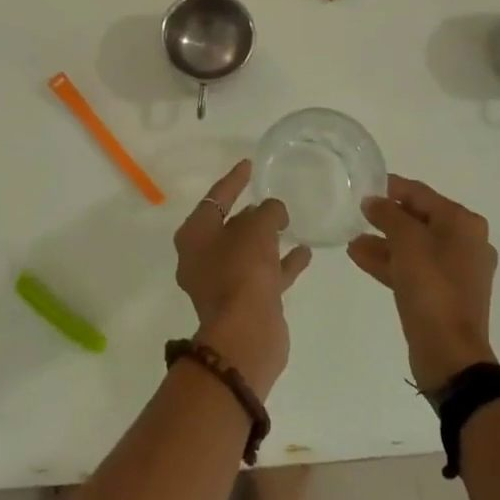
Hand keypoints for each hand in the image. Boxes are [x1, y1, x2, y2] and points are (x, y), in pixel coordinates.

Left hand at [174, 160, 312, 399]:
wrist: (246, 335)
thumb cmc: (243, 271)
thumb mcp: (257, 229)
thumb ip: (268, 211)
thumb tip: (273, 211)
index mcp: (195, 235)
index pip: (216, 198)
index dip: (234, 180)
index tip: (249, 164)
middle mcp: (202, 258)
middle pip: (228, 226)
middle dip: (250, 213)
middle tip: (272, 198)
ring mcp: (222, 284)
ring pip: (247, 252)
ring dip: (267, 238)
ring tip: (290, 222)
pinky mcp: (243, 304)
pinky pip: (263, 274)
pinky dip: (281, 263)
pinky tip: (304, 252)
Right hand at [349, 174, 497, 391]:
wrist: (450, 354)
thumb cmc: (432, 288)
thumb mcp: (407, 242)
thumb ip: (388, 214)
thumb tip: (373, 201)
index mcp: (463, 224)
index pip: (421, 194)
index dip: (391, 187)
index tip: (363, 185)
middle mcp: (465, 243)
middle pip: (418, 220)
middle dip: (385, 218)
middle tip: (356, 214)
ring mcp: (456, 271)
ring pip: (413, 247)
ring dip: (383, 242)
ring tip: (352, 240)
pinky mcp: (443, 295)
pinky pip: (413, 269)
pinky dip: (390, 262)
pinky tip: (360, 258)